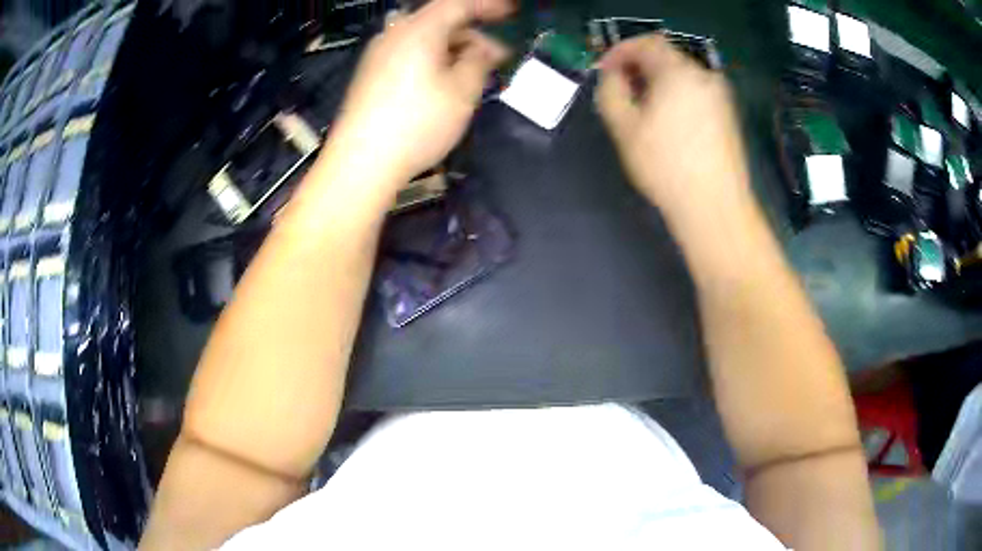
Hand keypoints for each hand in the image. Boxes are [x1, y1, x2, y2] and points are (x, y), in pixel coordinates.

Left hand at [331, 0, 511, 181]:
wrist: (360, 162)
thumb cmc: (417, 123)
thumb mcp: (462, 91)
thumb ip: (479, 60)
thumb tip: (485, 48)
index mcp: (419, 29)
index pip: (458, 4)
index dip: (488, 6)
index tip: (511, 13)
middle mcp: (394, 34)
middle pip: (440, 20)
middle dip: (472, 34)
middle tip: (497, 57)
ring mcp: (378, 54)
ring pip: (424, 39)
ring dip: (453, 49)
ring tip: (474, 73)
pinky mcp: (370, 75)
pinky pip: (409, 54)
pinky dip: (432, 60)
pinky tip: (443, 82)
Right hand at [596, 35, 752, 224]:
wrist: (715, 206)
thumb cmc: (666, 166)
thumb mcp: (625, 127)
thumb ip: (611, 91)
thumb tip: (613, 75)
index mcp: (679, 72)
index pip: (647, 43)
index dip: (621, 51)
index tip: (604, 70)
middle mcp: (704, 76)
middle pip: (666, 57)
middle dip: (639, 67)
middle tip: (621, 91)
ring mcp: (721, 96)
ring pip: (682, 76)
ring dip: (658, 82)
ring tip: (642, 109)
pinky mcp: (728, 116)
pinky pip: (696, 93)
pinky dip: (677, 95)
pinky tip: (668, 123)